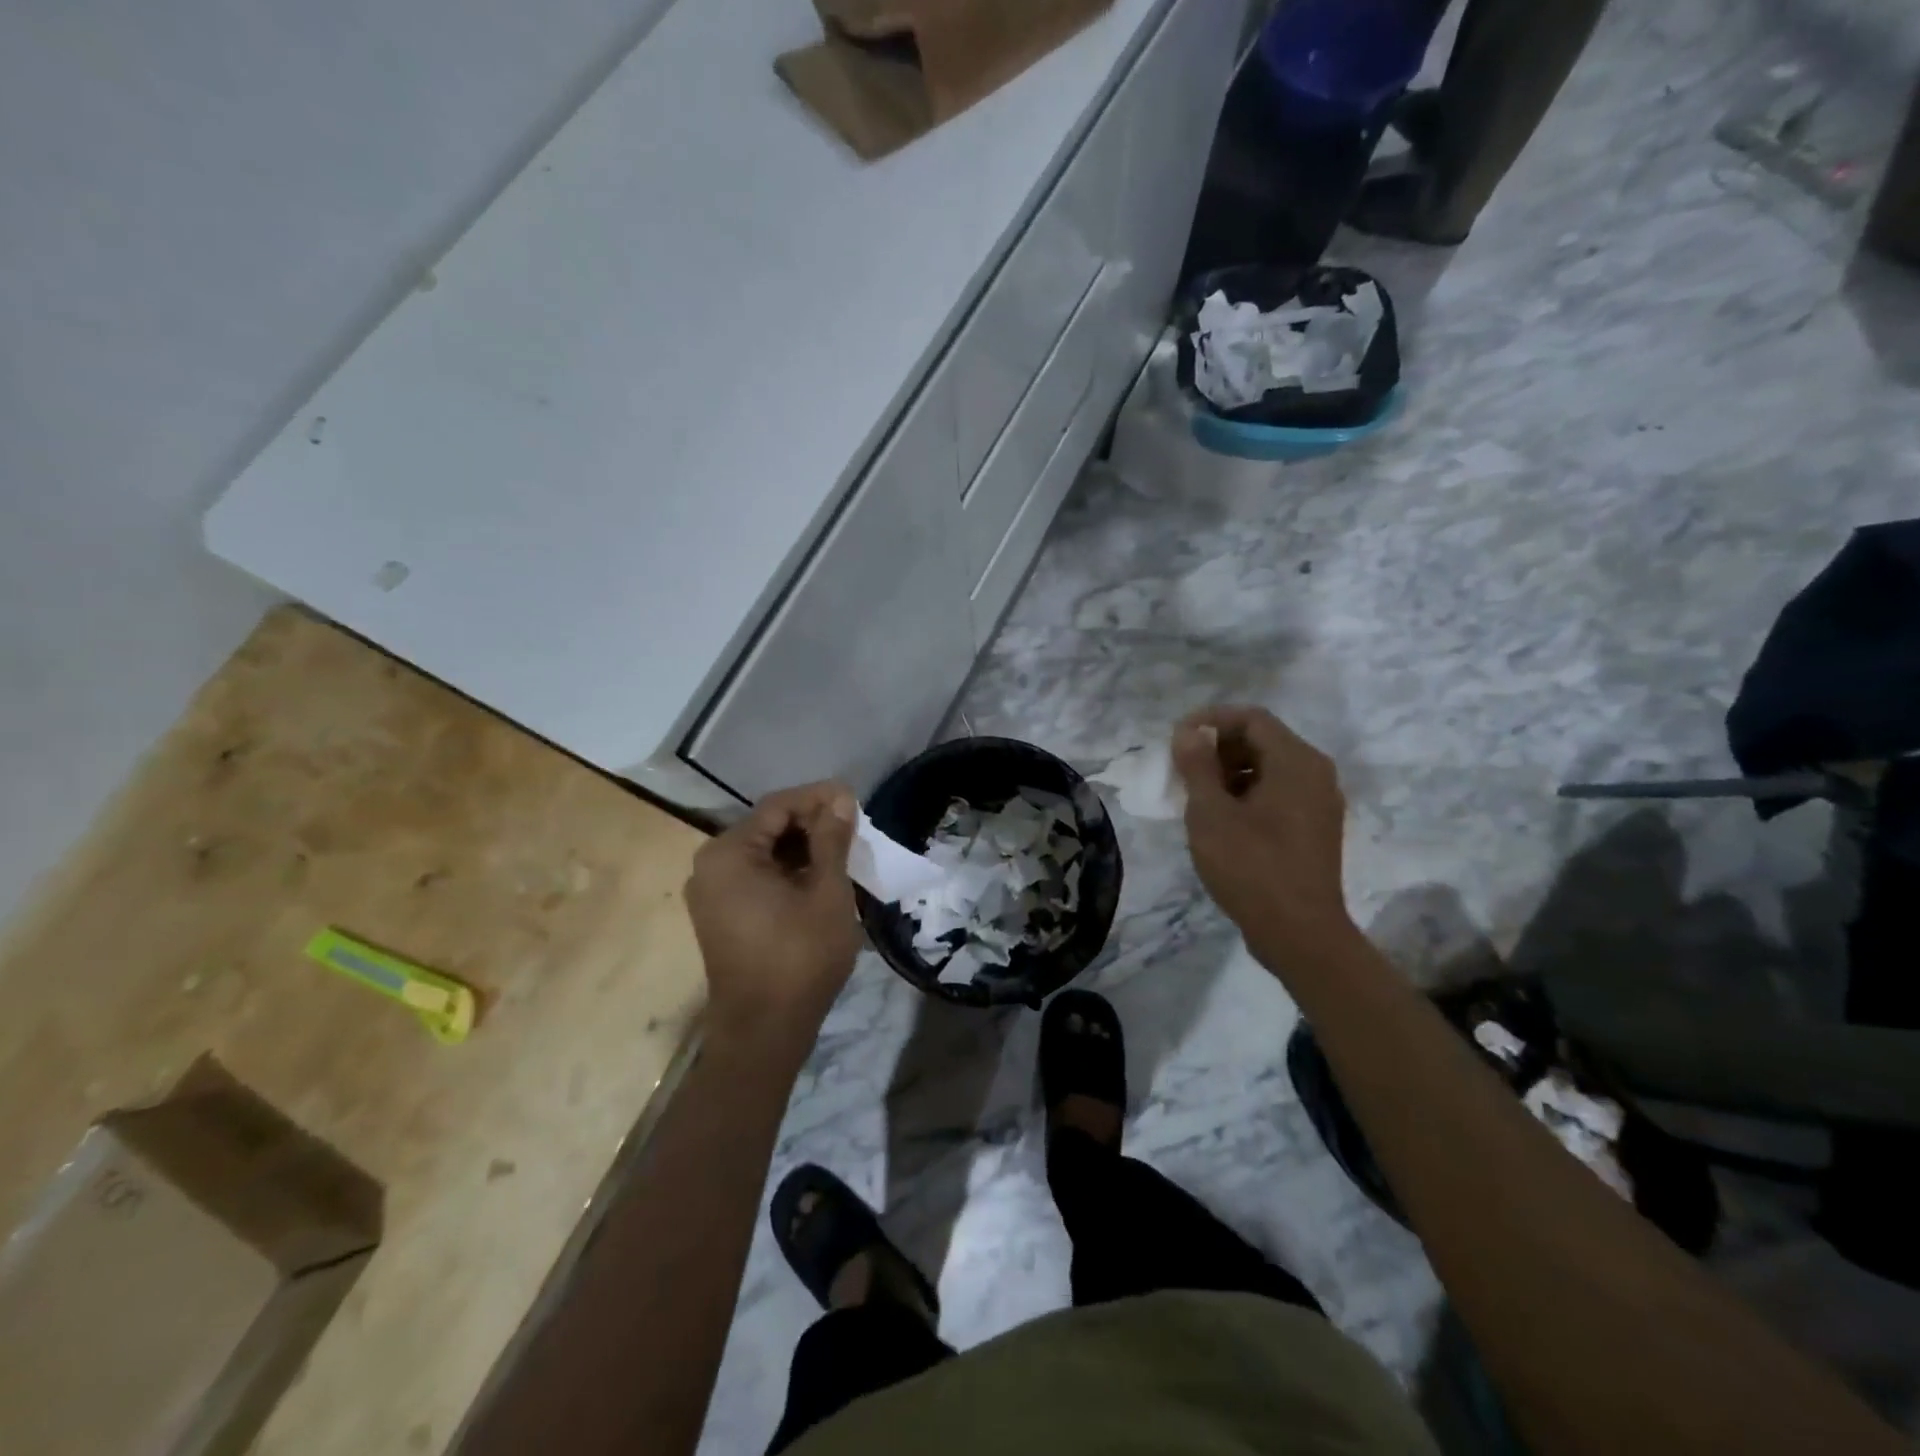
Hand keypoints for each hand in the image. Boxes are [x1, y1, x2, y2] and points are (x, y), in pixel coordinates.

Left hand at [685, 782, 862, 1047]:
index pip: (778, 806)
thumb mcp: (826, 892)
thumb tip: (840, 797)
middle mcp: (710, 865)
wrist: (764, 1031)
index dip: (818, 798)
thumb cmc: (799, 956)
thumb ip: (831, 839)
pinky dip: (786, 871)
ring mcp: (711, 892)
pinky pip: (755, 876)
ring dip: (802, 848)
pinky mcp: (720, 914)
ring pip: (762, 852)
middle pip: (767, 826)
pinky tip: (819, 878)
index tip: (855, 799)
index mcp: (729, 853)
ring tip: (843, 853)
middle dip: (811, 823)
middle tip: (853, 829)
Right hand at [1172, 706, 1359, 971]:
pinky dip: (1246, 794)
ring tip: (1195, 796)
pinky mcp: (1315, 828)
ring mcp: (1319, 802)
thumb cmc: (1251, 867)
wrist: (1300, 935)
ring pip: (1269, 768)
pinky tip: (1220, 820)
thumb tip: (1188, 732)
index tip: (1177, 739)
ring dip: (1229, 772)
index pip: (1252, 718)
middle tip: (1182, 769)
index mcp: (1296, 762)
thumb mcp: (1211, 814)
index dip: (1210, 720)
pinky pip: (1278, 793)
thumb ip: (1197, 766)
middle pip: (1262, 741)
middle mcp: (1315, 774)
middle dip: (1218, 748)